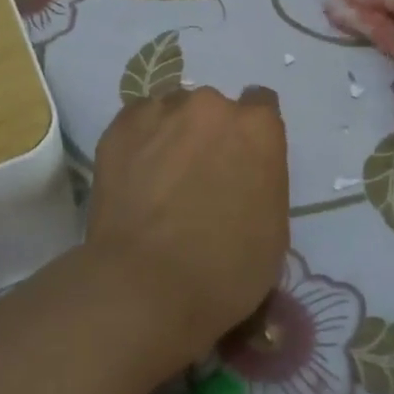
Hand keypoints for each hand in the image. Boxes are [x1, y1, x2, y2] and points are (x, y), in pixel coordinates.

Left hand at [82, 85, 288, 356]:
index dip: (251, 135)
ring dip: (173, 135)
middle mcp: (212, 106)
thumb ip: (263, 181)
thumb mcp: (273, 229)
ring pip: (172, 112)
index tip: (241, 160)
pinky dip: (140, 143)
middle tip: (197, 176)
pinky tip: (135, 177)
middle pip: (214, 109)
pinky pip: (138, 123)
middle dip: (210, 135)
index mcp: (258, 128)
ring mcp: (161, 112)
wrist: (146, 287)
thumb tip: (242, 176)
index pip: (261, 106)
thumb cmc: (225, 270)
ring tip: (160, 179)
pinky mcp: (120, 127)